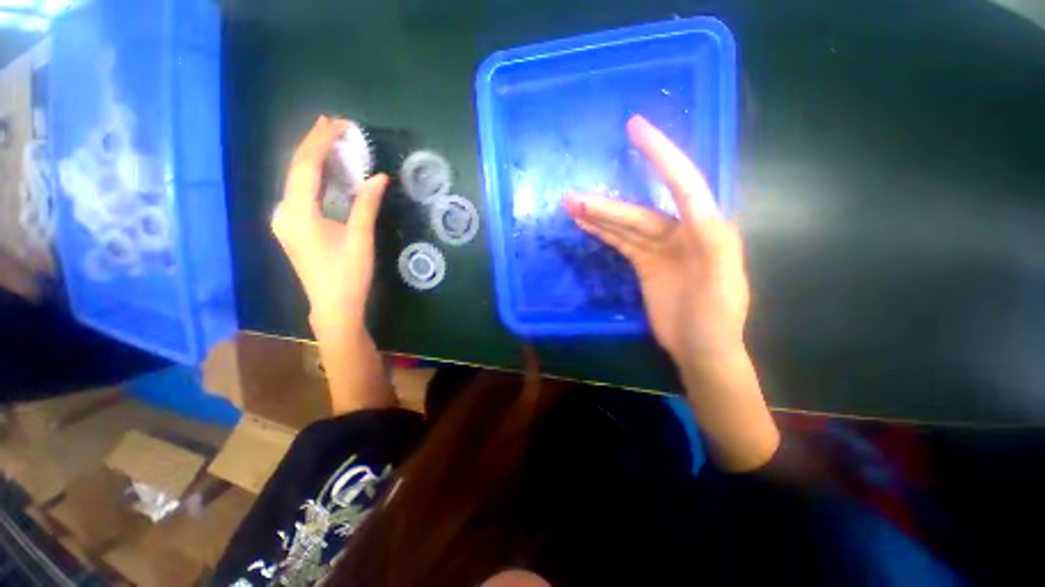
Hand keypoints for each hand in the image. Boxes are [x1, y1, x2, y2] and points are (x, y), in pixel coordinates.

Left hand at [271, 116, 389, 331]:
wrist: (333, 306)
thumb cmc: (349, 274)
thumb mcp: (360, 237)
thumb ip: (367, 204)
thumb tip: (379, 177)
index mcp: (298, 213)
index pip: (305, 165)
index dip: (320, 141)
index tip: (338, 123)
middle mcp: (284, 211)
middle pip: (296, 168)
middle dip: (314, 143)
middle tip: (334, 124)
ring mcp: (285, 220)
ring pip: (297, 180)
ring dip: (315, 159)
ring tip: (331, 140)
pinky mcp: (293, 227)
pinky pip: (301, 193)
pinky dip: (315, 178)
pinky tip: (327, 172)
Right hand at [565, 115, 748, 361]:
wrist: (701, 350)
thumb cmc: (717, 319)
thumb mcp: (723, 284)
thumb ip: (716, 245)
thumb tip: (699, 211)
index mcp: (705, 229)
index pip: (682, 183)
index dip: (660, 154)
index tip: (635, 128)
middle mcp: (681, 232)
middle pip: (639, 211)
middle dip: (607, 204)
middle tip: (573, 197)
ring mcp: (659, 249)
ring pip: (625, 225)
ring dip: (598, 216)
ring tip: (571, 206)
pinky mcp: (644, 264)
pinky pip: (621, 242)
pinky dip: (603, 232)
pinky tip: (585, 224)